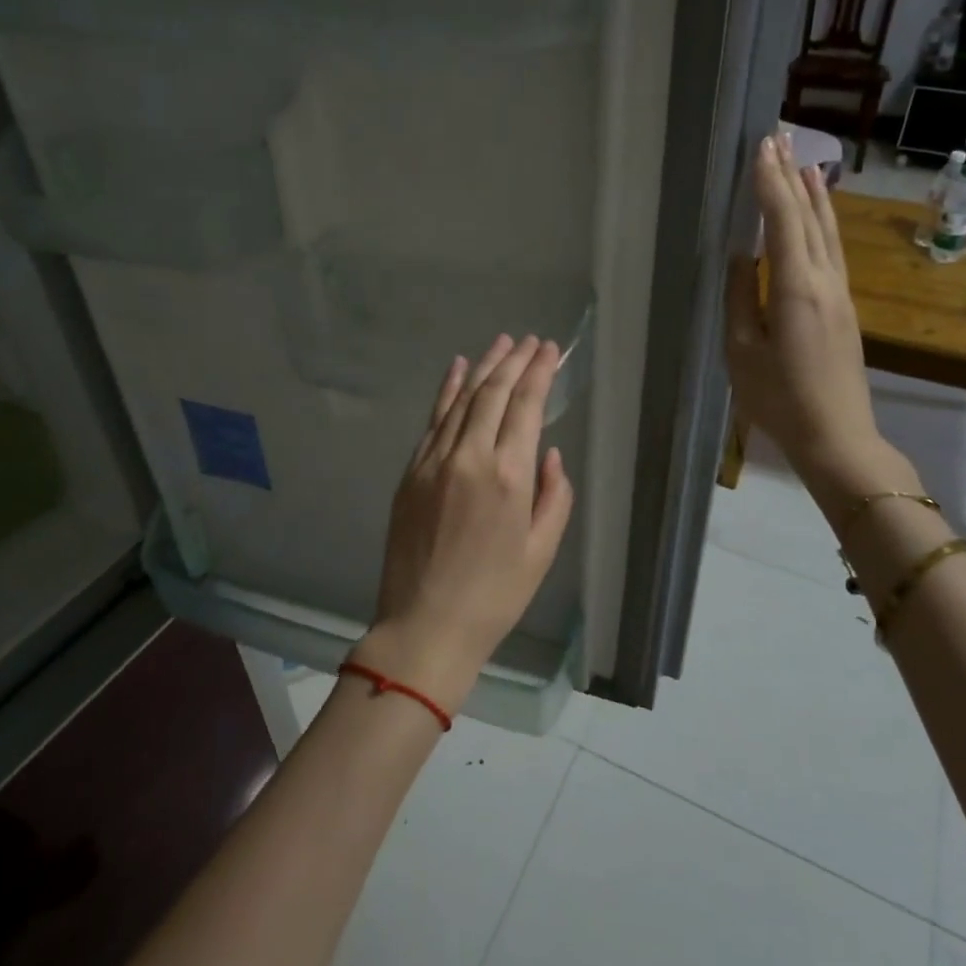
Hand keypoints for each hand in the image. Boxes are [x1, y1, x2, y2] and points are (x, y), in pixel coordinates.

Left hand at [354, 335, 575, 714]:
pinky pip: (433, 420)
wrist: (425, 624)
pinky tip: (457, 369)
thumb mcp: (542, 551)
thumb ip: (554, 496)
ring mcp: (433, 461)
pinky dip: (446, 390)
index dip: (539, 372)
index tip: (550, 350)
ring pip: (461, 399)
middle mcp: (469, 457)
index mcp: (509, 477)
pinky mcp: (411, 472)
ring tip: (500, 343)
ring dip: (483, 367)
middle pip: (493, 393)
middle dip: (514, 361)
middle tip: (529, 341)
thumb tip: (549, 454)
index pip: (526, 406)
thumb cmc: (495, 595)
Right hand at [726, 133, 910, 503]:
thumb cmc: (779, 399)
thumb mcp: (743, 351)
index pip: (782, 222)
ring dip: (814, 195)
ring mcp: (841, 293)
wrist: (837, 436)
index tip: (761, 148)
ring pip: (828, 231)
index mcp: (796, 288)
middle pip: (809, 217)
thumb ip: (741, 299)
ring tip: (803, 162)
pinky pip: (832, 250)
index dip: (770, 183)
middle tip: (779, 139)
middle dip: (791, 176)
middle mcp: (825, 281)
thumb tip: (741, 258)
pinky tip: (819, 214)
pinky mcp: (844, 308)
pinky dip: (823, 221)